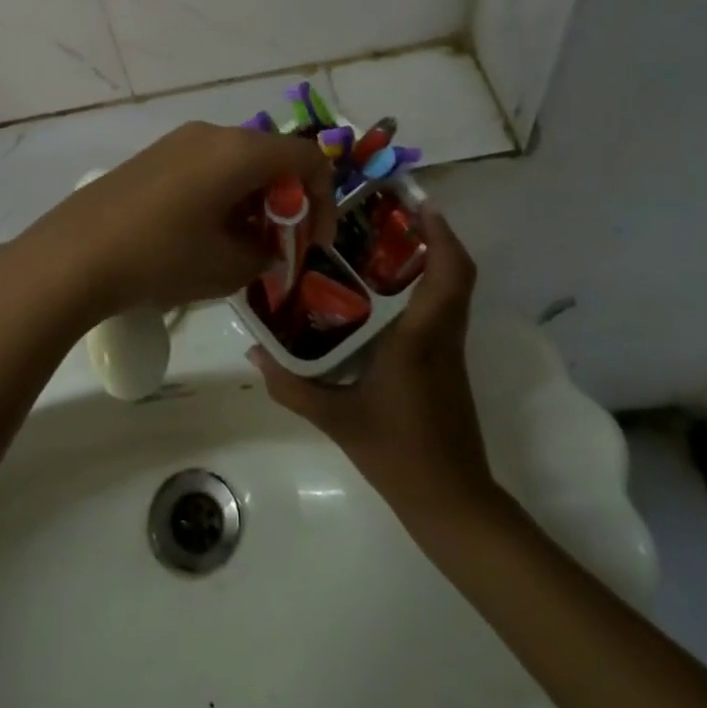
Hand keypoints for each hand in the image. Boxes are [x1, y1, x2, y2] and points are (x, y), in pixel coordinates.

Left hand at [11, 122, 335, 322]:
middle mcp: (213, 133)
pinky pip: (207, 165)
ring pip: (238, 162)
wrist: (75, 254)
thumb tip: (267, 244)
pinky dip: (224, 194)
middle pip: (272, 157)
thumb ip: (266, 252)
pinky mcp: (155, 155)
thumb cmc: (162, 257)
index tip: (312, 244)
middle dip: (287, 202)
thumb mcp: (228, 267)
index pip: (307, 159)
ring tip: (242, 247)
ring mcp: (179, 140)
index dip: (323, 200)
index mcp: (240, 151)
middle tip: (280, 248)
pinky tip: (205, 233)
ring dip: (254, 199)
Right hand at [252, 207, 498, 522]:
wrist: (452, 504)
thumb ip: (291, 385)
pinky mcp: (447, 366)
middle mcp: (442, 335)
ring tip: (377, 242)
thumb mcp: (336, 419)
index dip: (441, 233)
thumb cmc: (398, 453)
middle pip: (455, 272)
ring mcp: (449, 352)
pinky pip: (441, 311)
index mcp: (422, 337)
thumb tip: (252, 353)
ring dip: (428, 260)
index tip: (418, 203)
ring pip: (450, 290)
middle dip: (430, 236)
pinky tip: (381, 294)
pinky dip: (423, 288)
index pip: (450, 273)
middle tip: (387, 214)